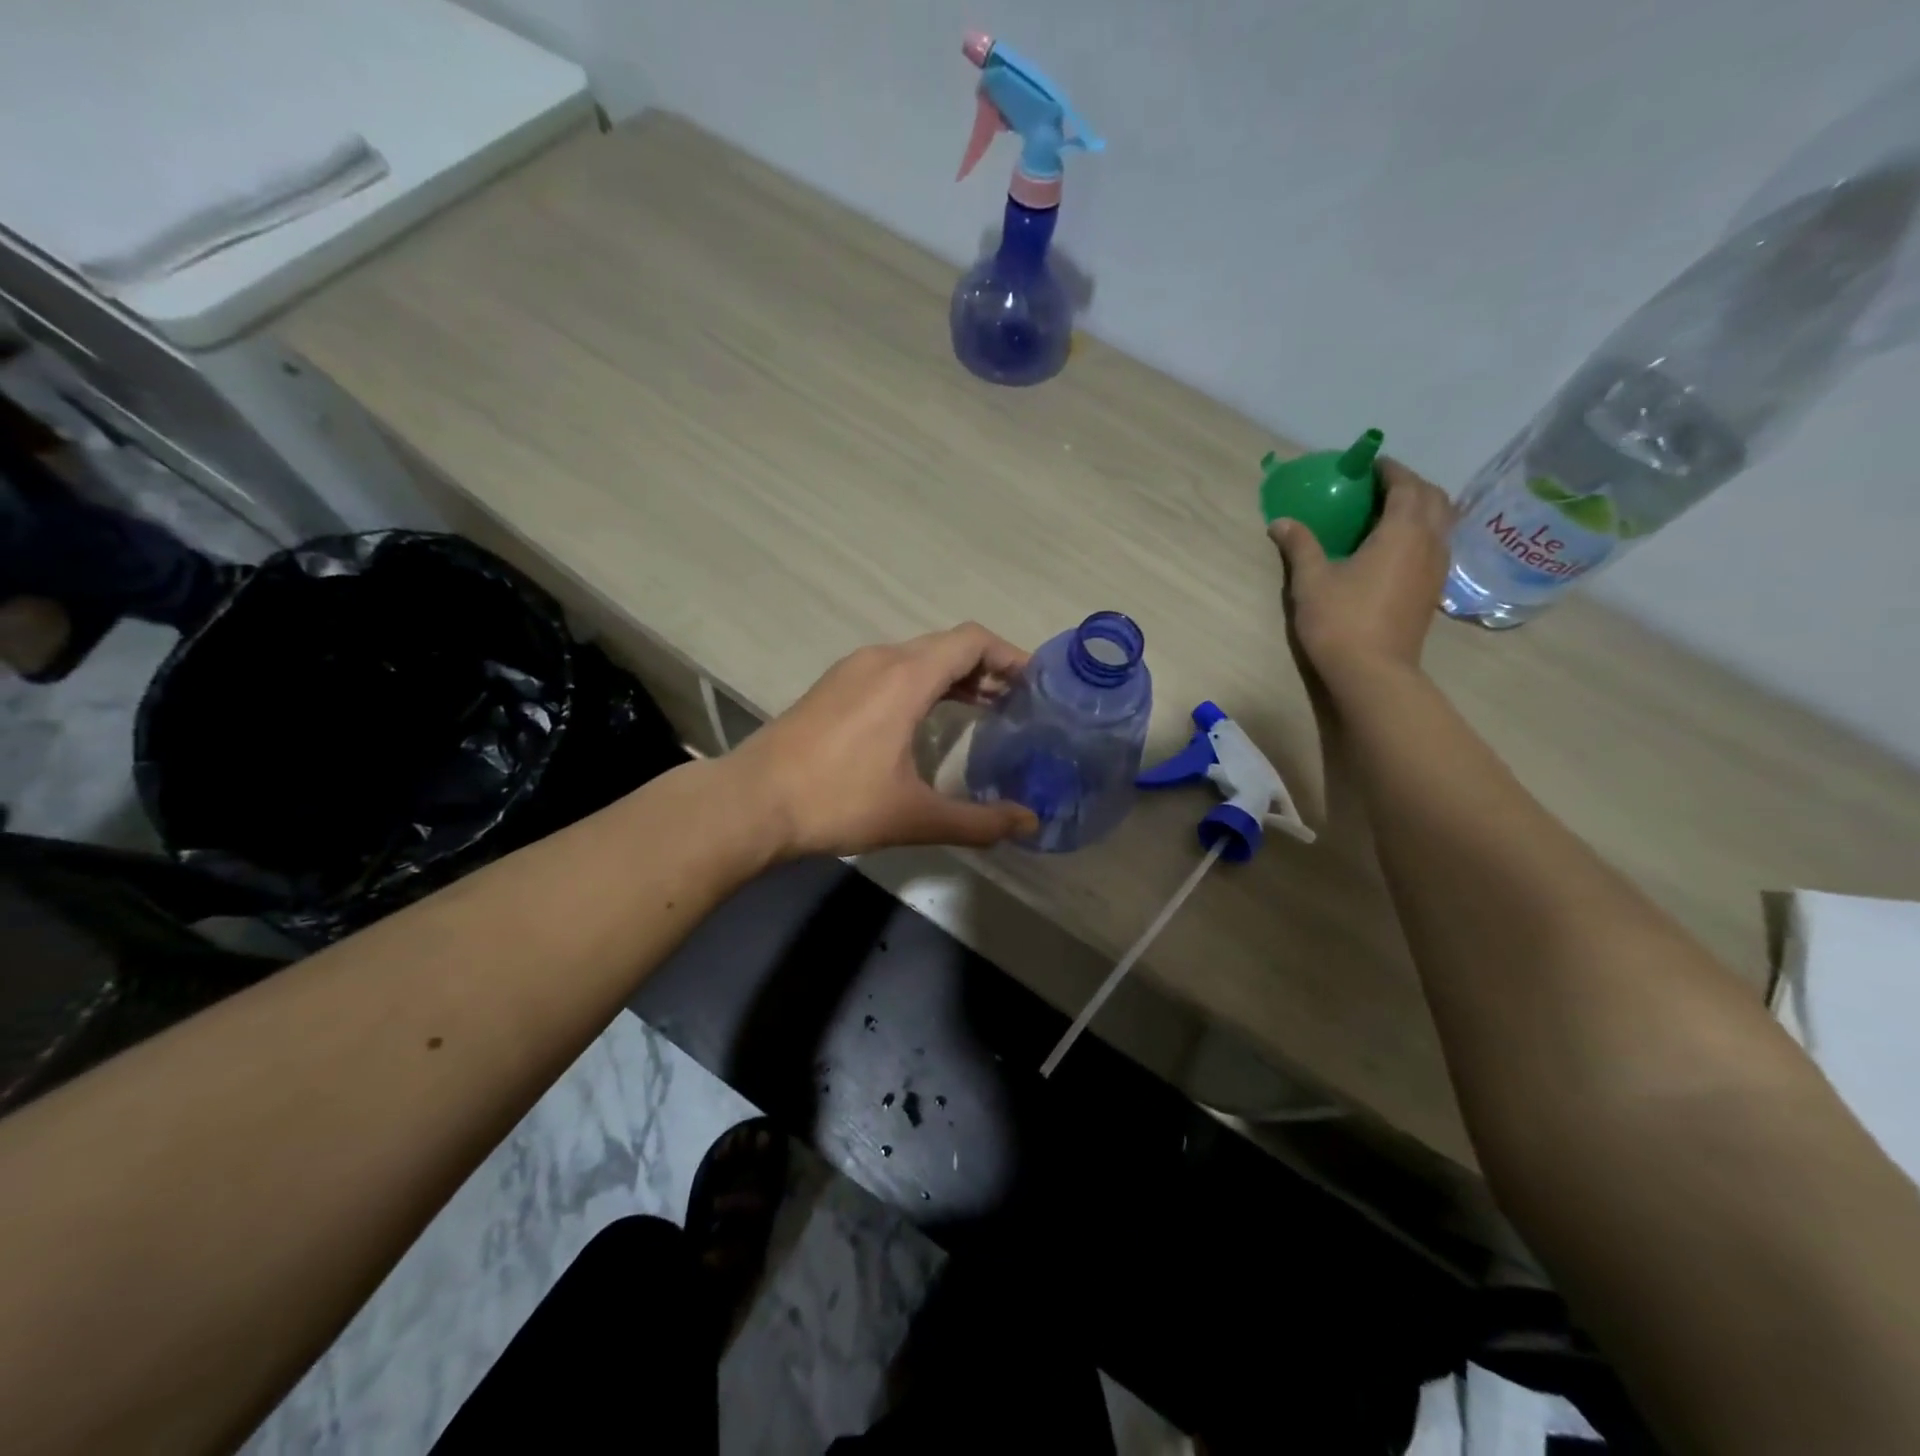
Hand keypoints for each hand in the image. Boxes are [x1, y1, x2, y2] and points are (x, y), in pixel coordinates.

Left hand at [728, 623, 1041, 858]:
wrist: (752, 801)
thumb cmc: (837, 800)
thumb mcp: (914, 815)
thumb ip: (978, 820)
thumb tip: (1029, 824)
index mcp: (906, 676)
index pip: (972, 641)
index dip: (1010, 655)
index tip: (1036, 684)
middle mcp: (881, 659)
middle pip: (948, 645)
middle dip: (987, 668)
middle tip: (1018, 703)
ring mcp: (852, 670)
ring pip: (918, 656)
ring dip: (954, 676)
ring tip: (984, 709)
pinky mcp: (833, 686)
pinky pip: (892, 670)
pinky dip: (923, 683)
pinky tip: (928, 719)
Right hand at [1268, 459, 1453, 684]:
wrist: (1372, 672)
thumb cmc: (1340, 620)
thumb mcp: (1311, 580)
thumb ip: (1300, 545)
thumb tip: (1281, 522)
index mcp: (1402, 532)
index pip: (1406, 485)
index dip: (1390, 470)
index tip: (1369, 464)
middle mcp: (1429, 543)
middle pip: (1434, 498)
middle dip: (1411, 485)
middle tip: (1380, 487)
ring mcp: (1436, 569)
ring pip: (1441, 523)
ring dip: (1421, 509)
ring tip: (1389, 514)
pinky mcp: (1431, 591)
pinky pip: (1436, 546)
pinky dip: (1421, 533)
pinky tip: (1395, 548)